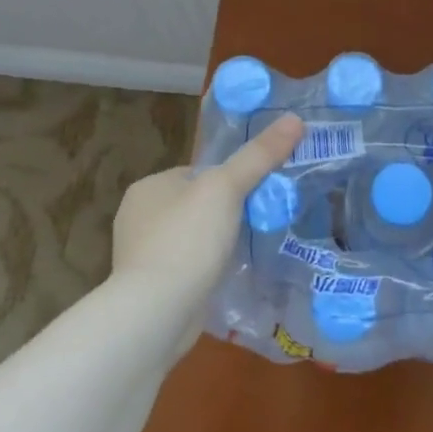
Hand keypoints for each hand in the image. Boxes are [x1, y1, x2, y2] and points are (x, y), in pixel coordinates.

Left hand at [110, 114, 304, 347]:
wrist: (157, 312)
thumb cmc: (187, 239)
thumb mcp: (227, 188)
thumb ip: (259, 155)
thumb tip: (295, 119)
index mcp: (147, 187)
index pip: (196, 173)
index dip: (227, 181)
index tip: (256, 194)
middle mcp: (137, 218)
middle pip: (196, 205)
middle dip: (224, 214)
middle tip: (259, 222)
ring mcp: (141, 256)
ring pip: (192, 238)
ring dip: (215, 244)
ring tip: (248, 250)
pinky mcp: (150, 289)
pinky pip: (187, 269)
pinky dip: (205, 271)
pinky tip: (226, 277)